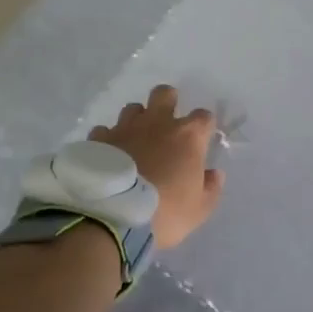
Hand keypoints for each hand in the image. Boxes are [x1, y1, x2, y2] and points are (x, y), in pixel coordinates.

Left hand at [90, 86, 224, 248]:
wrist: (112, 217)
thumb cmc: (164, 212)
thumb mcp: (199, 210)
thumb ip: (210, 188)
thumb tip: (214, 174)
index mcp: (187, 136)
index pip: (203, 117)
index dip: (204, 126)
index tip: (202, 140)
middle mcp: (157, 123)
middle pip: (164, 94)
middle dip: (168, 101)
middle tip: (167, 122)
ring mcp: (125, 128)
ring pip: (132, 108)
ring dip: (137, 120)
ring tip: (136, 140)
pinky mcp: (98, 140)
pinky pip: (105, 130)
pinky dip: (109, 139)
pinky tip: (109, 155)